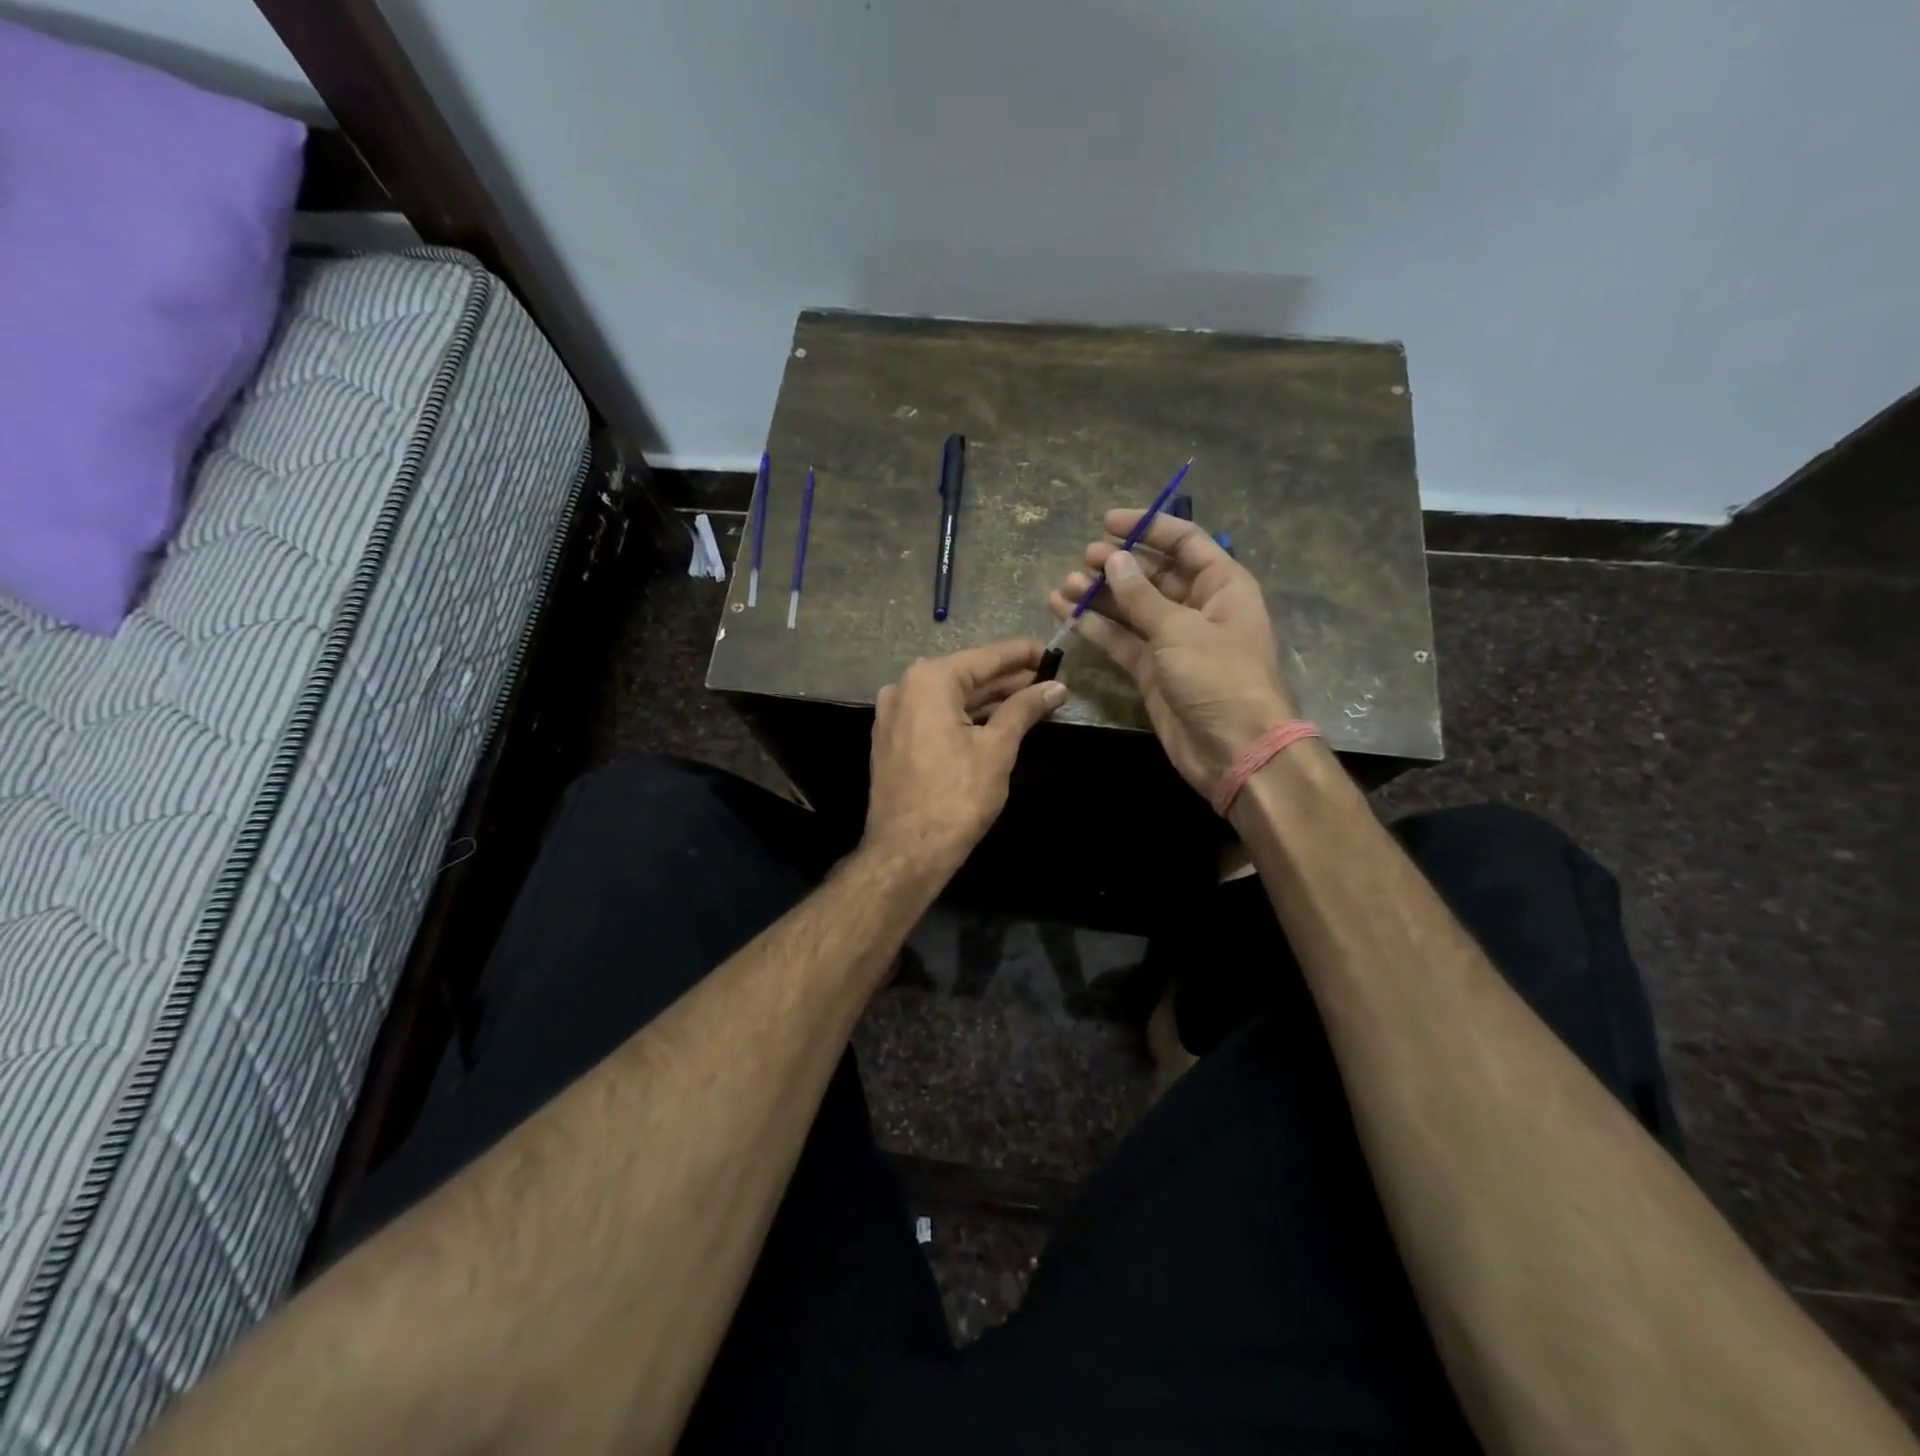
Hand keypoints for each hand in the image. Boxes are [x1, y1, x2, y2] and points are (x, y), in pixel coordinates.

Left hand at [865, 639, 1068, 873]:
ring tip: (1032, 700)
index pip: (986, 657)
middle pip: (967, 674)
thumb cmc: (957, 796)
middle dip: (1009, 679)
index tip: (1054, 654)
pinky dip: (966, 716)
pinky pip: (936, 715)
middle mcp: (905, 687)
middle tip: (1049, 680)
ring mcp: (894, 714)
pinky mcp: (893, 739)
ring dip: (990, 699)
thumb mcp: (997, 748)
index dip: (1023, 655)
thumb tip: (1056, 687)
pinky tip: (997, 720)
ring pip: (951, 697)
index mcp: (929, 680)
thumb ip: (1025, 709)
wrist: (907, 851)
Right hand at [1049, 510, 1297, 798]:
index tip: (1108, 522)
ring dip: (1100, 596)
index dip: (1148, 528)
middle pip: (1153, 575)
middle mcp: (1197, 608)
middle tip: (1084, 558)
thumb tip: (1114, 560)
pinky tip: (1066, 613)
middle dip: (1119, 564)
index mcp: (1221, 586)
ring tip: (1066, 585)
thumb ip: (1141, 596)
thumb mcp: (1180, 629)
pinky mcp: (1152, 670)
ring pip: (1131, 608)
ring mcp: (1172, 640)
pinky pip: (1121, 640)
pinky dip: (1096, 628)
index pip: (1184, 543)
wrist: (1233, 749)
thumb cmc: (1219, 678)